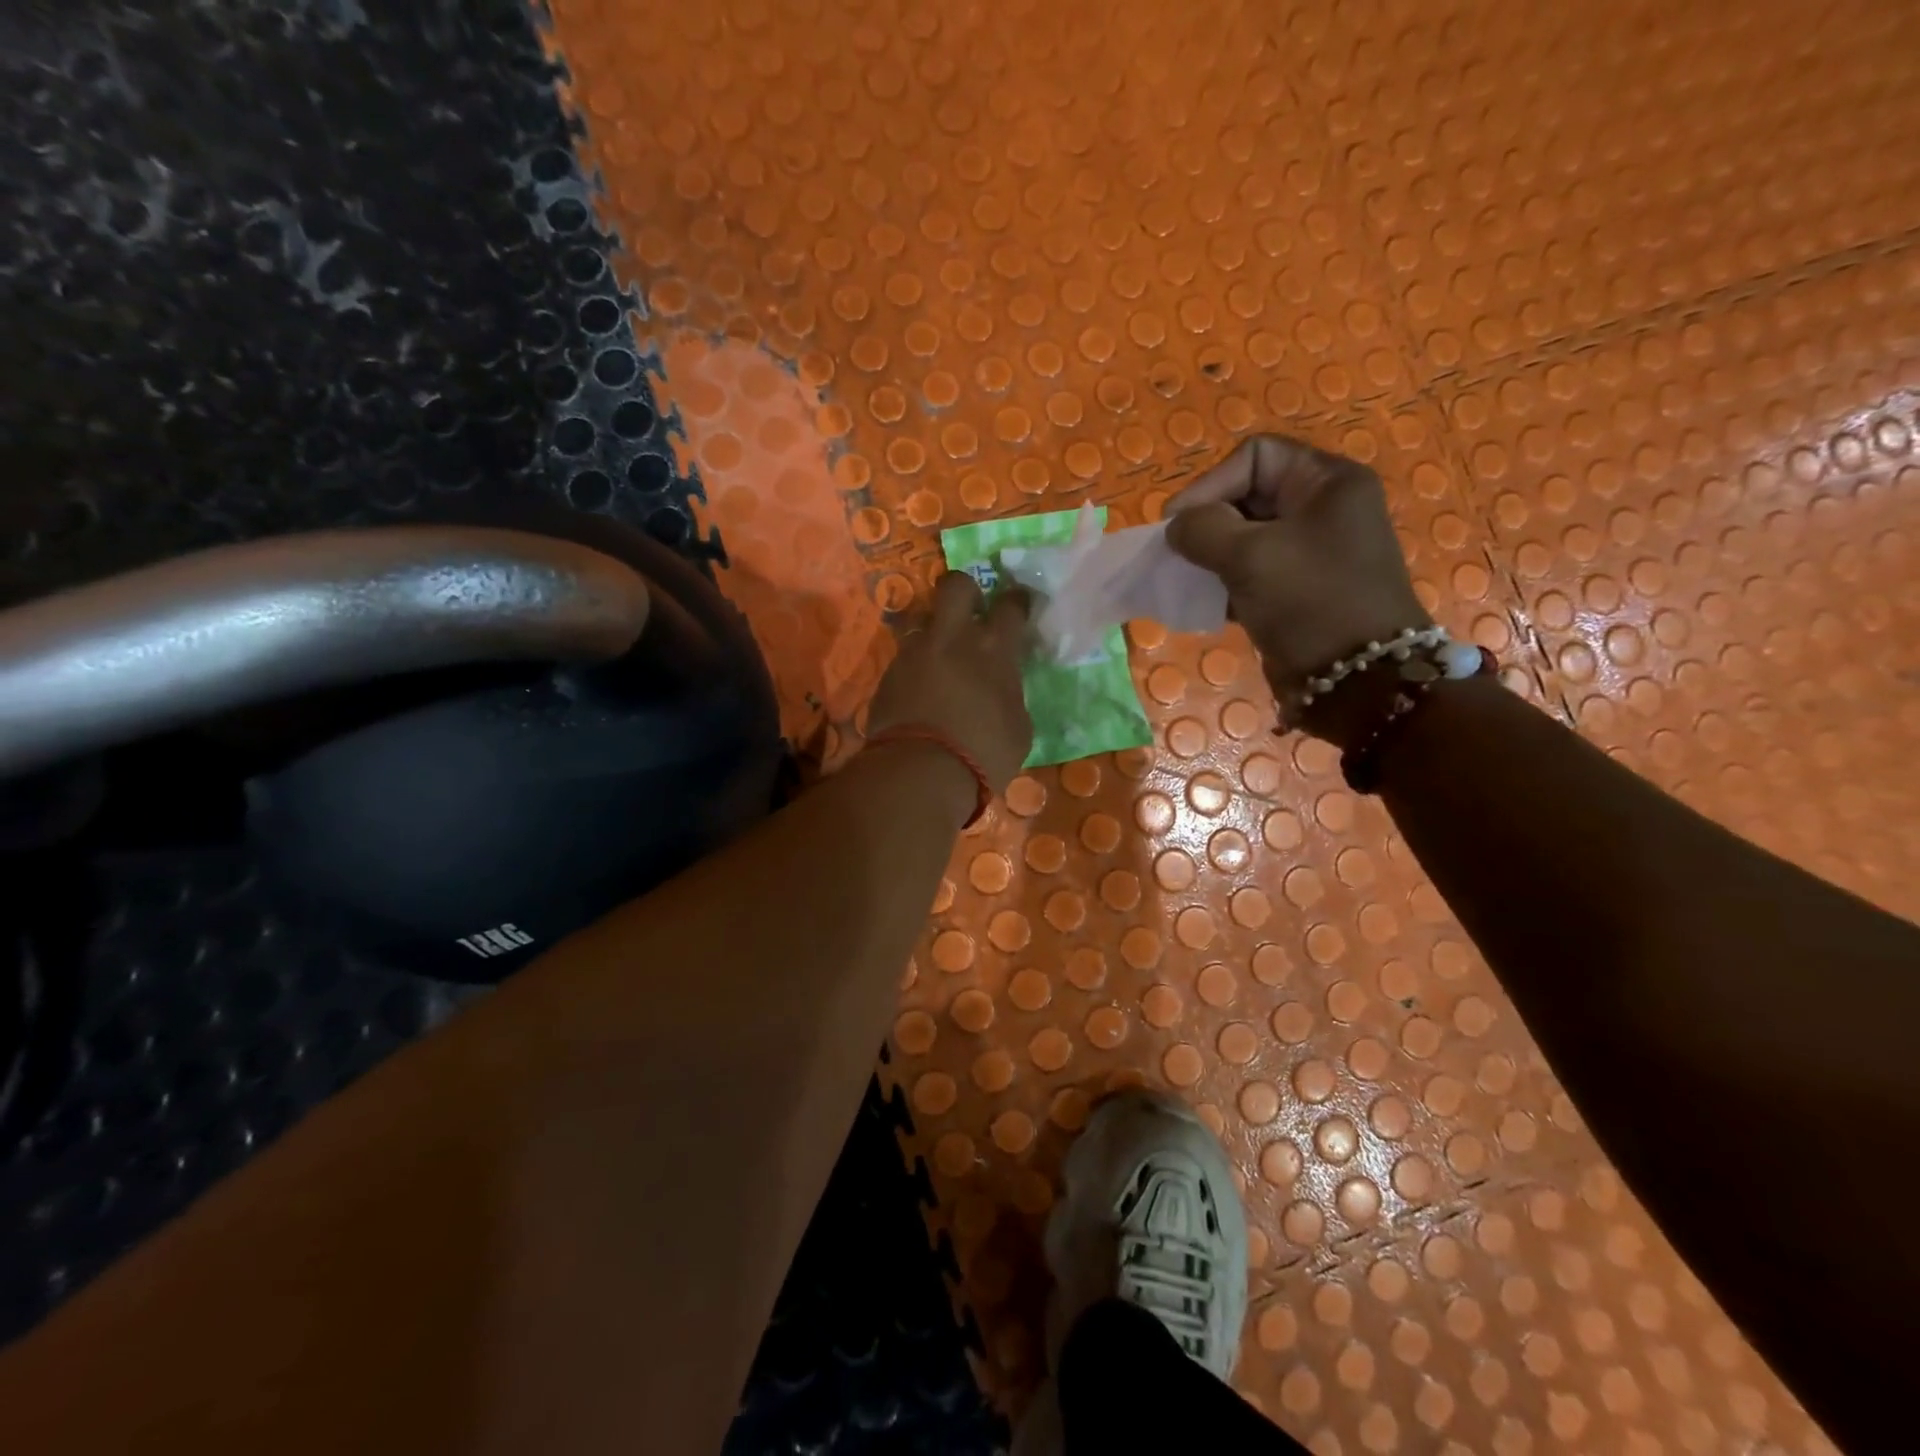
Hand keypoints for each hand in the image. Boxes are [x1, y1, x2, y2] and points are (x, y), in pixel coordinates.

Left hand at [867, 573, 1032, 795]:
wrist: (920, 772)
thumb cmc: (983, 753)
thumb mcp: (1018, 728)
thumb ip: (1010, 695)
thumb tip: (1003, 689)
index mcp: (993, 648)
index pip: (1010, 605)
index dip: (1017, 601)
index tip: (1019, 605)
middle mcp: (952, 638)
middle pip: (956, 585)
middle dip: (966, 590)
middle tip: (972, 611)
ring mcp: (915, 652)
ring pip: (924, 623)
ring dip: (936, 635)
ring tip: (941, 663)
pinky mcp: (888, 674)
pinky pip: (906, 658)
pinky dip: (917, 668)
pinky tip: (922, 692)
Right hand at [1165, 435, 1431, 744]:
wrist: (1358, 681)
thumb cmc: (1310, 601)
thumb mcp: (1250, 555)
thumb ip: (1202, 530)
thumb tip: (1176, 527)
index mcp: (1326, 482)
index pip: (1255, 456)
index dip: (1210, 483)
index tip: (1178, 524)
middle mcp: (1321, 509)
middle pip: (1246, 495)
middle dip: (1208, 523)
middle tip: (1178, 554)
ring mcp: (1310, 552)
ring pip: (1244, 537)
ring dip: (1211, 556)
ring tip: (1189, 579)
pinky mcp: (1297, 590)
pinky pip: (1251, 572)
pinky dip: (1225, 583)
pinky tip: (1207, 603)